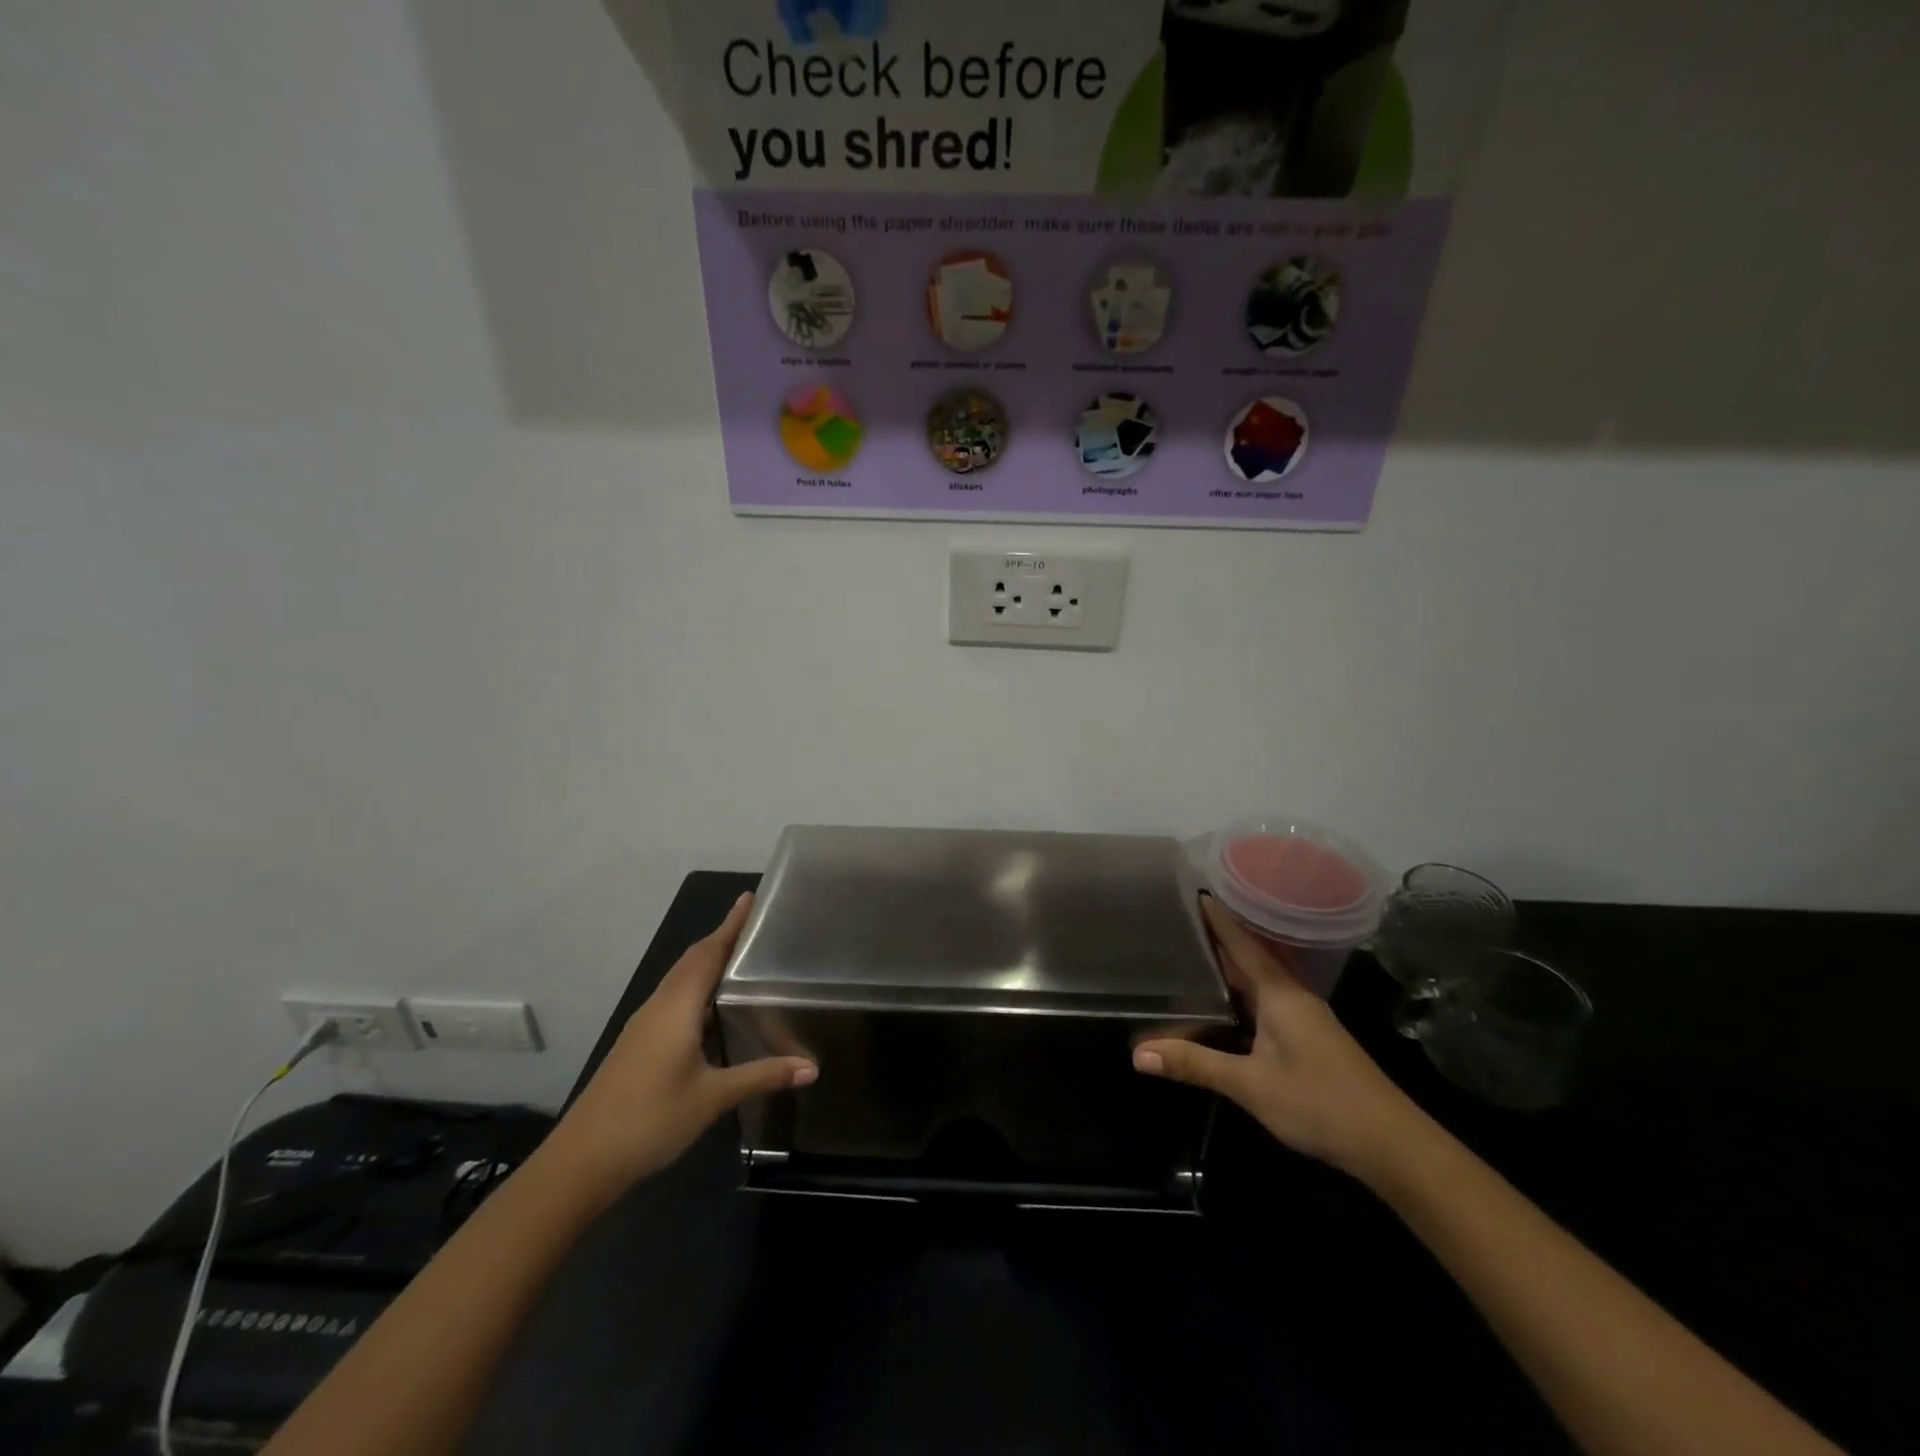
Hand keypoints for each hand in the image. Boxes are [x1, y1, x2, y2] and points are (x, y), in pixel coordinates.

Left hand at [539, 892, 815, 1205]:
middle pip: (692, 960)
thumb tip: (812, 1067)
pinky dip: (695, 988)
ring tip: (739, 958)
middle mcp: (659, 1006)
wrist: (581, 1161)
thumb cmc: (650, 1118)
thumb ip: (762, 1076)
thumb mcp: (713, 1097)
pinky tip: (711, 1009)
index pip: (709, 952)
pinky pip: (673, 1000)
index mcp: (677, 1006)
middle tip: (754, 924)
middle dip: (721, 938)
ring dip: (707, 962)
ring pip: (680, 980)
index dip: (731, 924)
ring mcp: (644, 1025)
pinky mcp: (638, 1044)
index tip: (750, 897)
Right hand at [1134, 895, 1429, 1186]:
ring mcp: (1303, 1019)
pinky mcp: (1308, 1040)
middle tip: (1176, 925)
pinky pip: (1265, 1004)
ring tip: (1189, 958)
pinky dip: (1239, 998)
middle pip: (1248, 959)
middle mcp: (1292, 997)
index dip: (1217, 918)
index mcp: (1280, 993)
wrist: (1392, 1145)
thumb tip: (1138, 1054)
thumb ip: (1195, 1065)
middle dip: (1215, 941)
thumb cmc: (1319, 1102)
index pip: (1241, 943)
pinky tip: (1220, 1008)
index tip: (1190, 891)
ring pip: (1257, 984)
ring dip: (1227, 970)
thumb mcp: (1250, 1085)